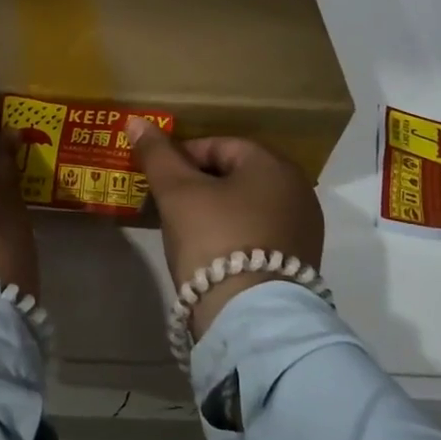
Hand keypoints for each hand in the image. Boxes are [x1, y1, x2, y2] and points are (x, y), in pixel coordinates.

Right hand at [128, 118, 323, 338]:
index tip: (158, 177)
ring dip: (216, 209)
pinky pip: (259, 233)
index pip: (220, 145)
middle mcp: (298, 191)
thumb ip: (157, 155)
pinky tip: (211, 252)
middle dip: (200, 183)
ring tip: (184, 227)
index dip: (183, 155)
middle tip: (168, 201)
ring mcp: (303, 229)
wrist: (251, 319)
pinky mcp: (300, 263)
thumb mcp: (178, 193)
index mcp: (274, 165)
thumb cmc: (214, 240)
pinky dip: (234, 234)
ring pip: (247, 205)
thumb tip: (136, 121)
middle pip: (236, 175)